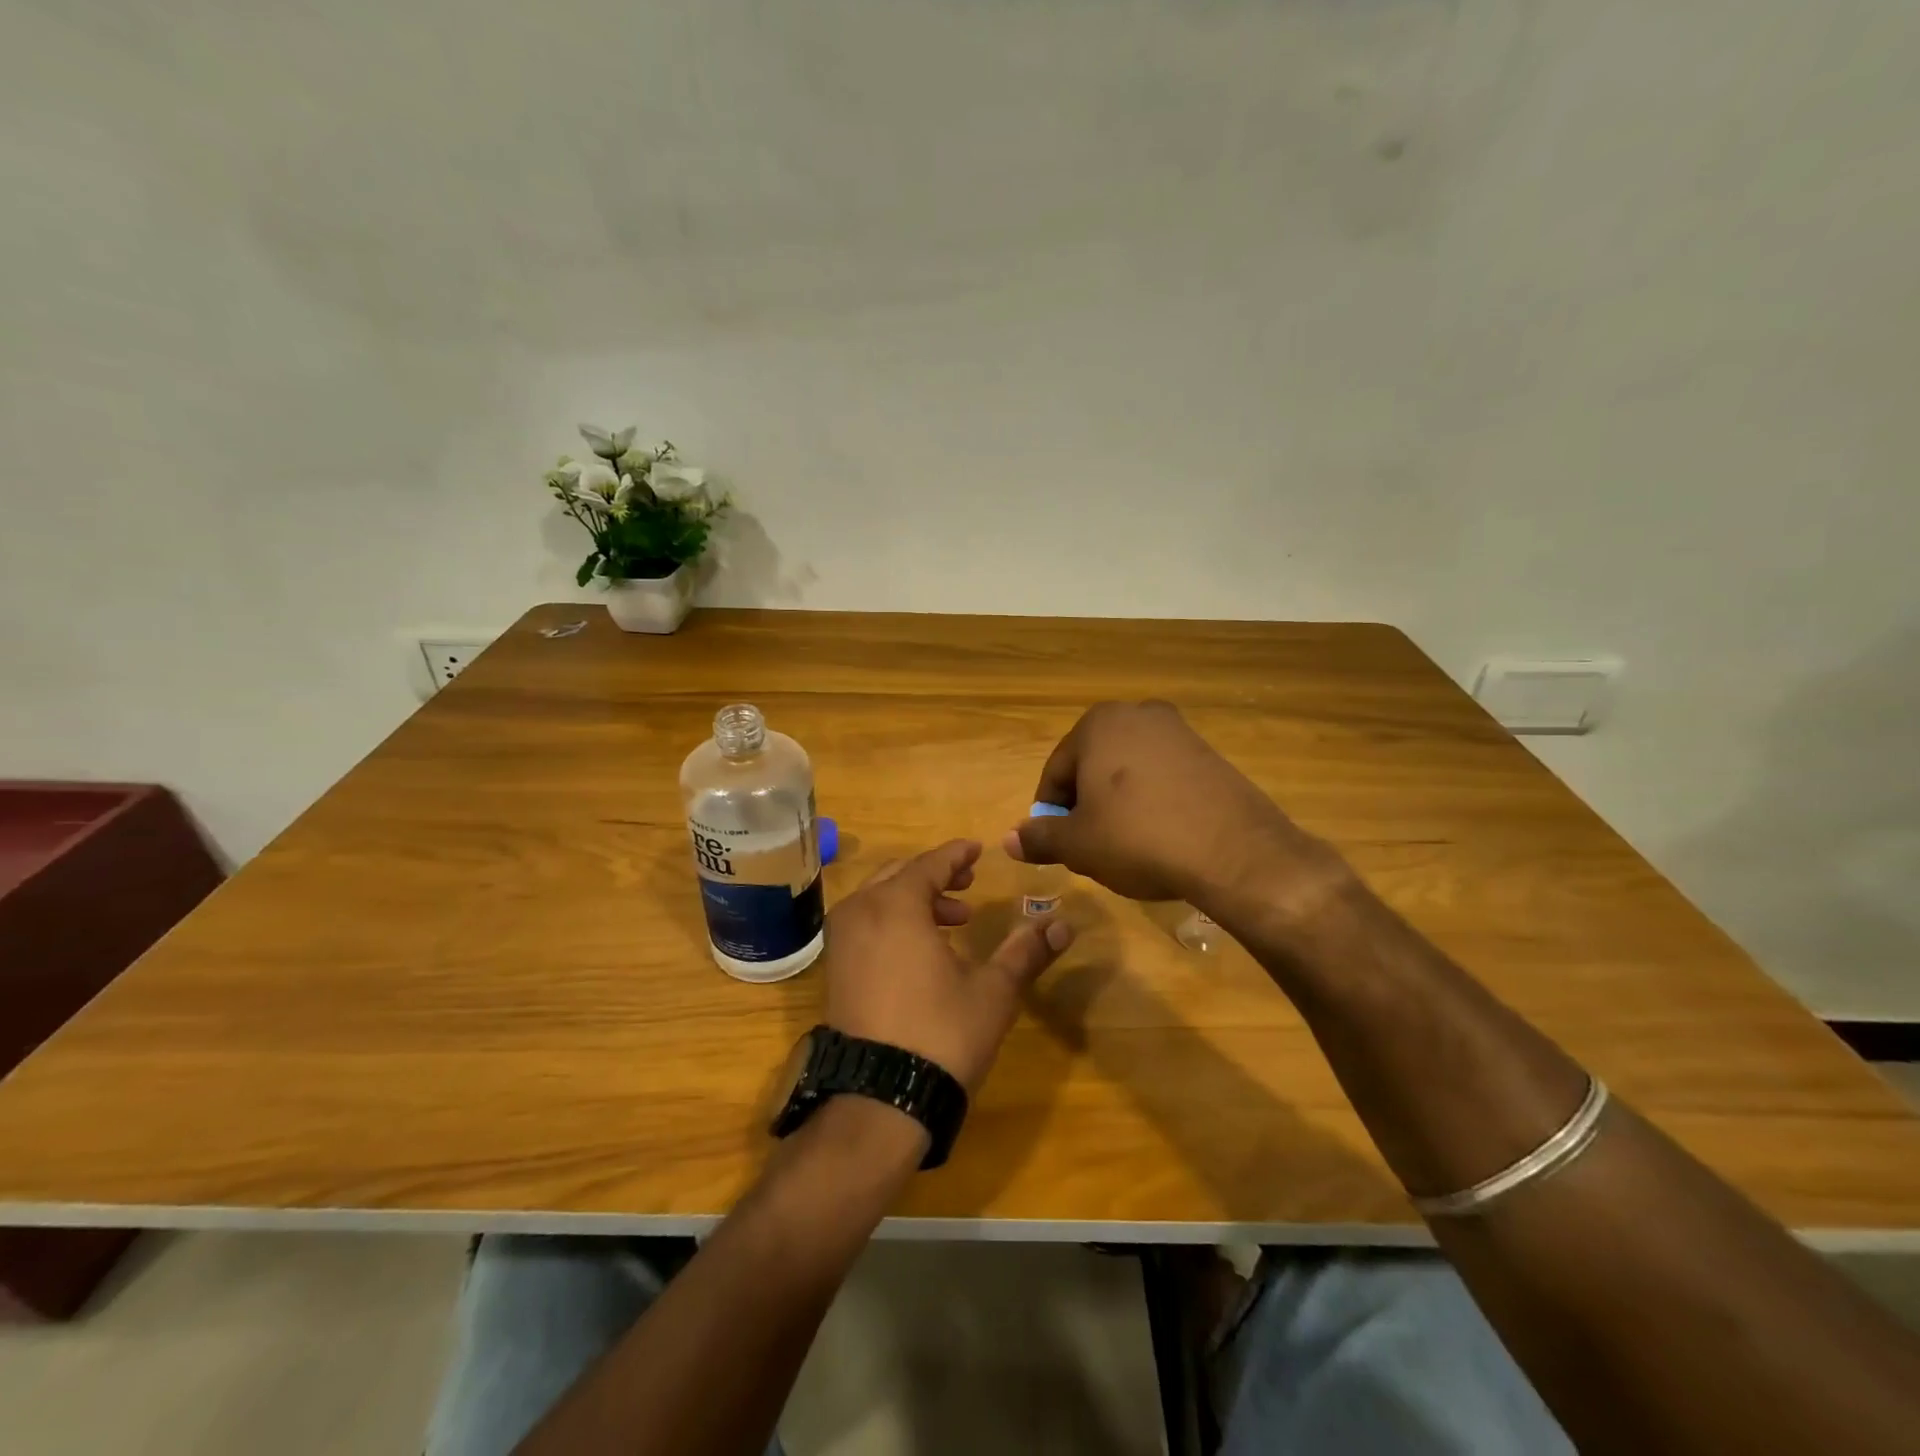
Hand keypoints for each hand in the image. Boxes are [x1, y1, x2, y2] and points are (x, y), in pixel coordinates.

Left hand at [823, 839, 1073, 1092]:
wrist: (879, 1101)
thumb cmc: (941, 1034)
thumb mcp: (993, 991)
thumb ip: (1026, 951)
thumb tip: (1064, 925)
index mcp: (896, 904)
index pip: (930, 864)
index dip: (956, 855)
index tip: (976, 849)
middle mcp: (860, 912)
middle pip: (900, 875)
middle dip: (937, 876)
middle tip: (969, 884)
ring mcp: (841, 942)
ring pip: (880, 899)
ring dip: (916, 900)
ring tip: (955, 921)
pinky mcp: (835, 970)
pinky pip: (866, 924)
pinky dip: (894, 921)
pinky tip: (923, 949)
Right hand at [1004, 700, 1330, 910]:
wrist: (1233, 851)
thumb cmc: (1138, 839)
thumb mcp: (1078, 844)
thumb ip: (1039, 838)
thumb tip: (1008, 840)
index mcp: (1098, 724)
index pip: (1056, 772)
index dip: (1051, 814)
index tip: (1057, 846)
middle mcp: (1138, 714)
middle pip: (1093, 767)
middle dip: (1086, 806)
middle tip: (1091, 847)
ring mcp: (1179, 731)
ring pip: (1129, 772)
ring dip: (1119, 805)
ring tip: (1126, 846)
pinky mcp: (1210, 754)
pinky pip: (1164, 778)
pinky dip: (1153, 803)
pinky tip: (1160, 836)